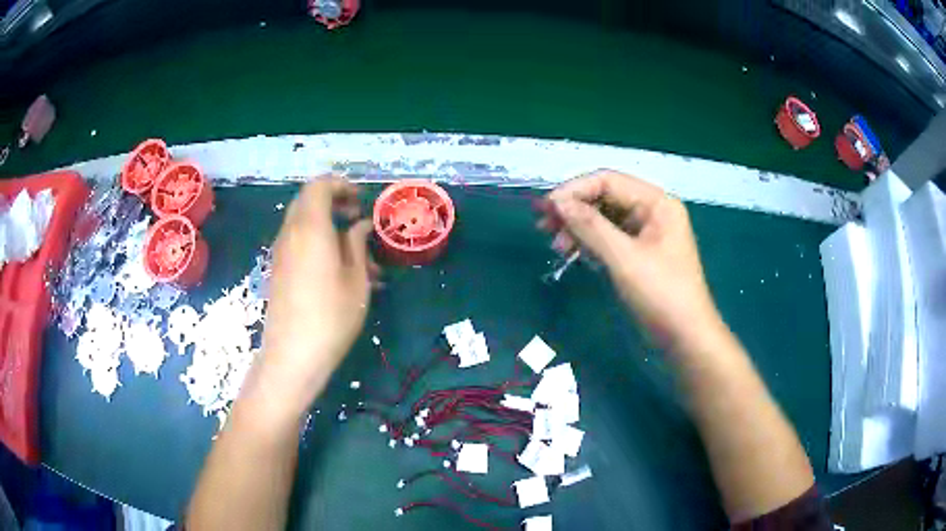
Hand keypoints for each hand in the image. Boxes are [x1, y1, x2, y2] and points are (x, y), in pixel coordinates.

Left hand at [255, 177, 376, 416]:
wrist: (292, 355)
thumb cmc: (331, 316)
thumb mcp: (356, 279)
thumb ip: (357, 244)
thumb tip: (360, 226)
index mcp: (310, 228)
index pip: (319, 185)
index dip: (341, 185)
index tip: (361, 201)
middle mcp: (290, 233)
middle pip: (307, 200)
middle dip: (334, 201)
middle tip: (357, 217)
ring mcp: (280, 252)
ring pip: (302, 221)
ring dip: (326, 224)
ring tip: (354, 250)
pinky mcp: (278, 269)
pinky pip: (296, 241)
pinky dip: (315, 241)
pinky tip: (336, 268)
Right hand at [542, 170, 722, 353]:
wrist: (685, 340)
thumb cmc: (661, 295)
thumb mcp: (624, 259)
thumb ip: (590, 227)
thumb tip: (556, 203)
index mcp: (657, 203)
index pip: (608, 180)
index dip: (575, 190)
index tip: (546, 208)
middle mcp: (651, 211)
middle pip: (605, 197)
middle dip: (574, 210)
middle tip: (544, 227)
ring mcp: (645, 234)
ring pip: (604, 219)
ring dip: (578, 228)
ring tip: (557, 247)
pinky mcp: (638, 254)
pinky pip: (608, 239)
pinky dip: (589, 244)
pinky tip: (573, 254)